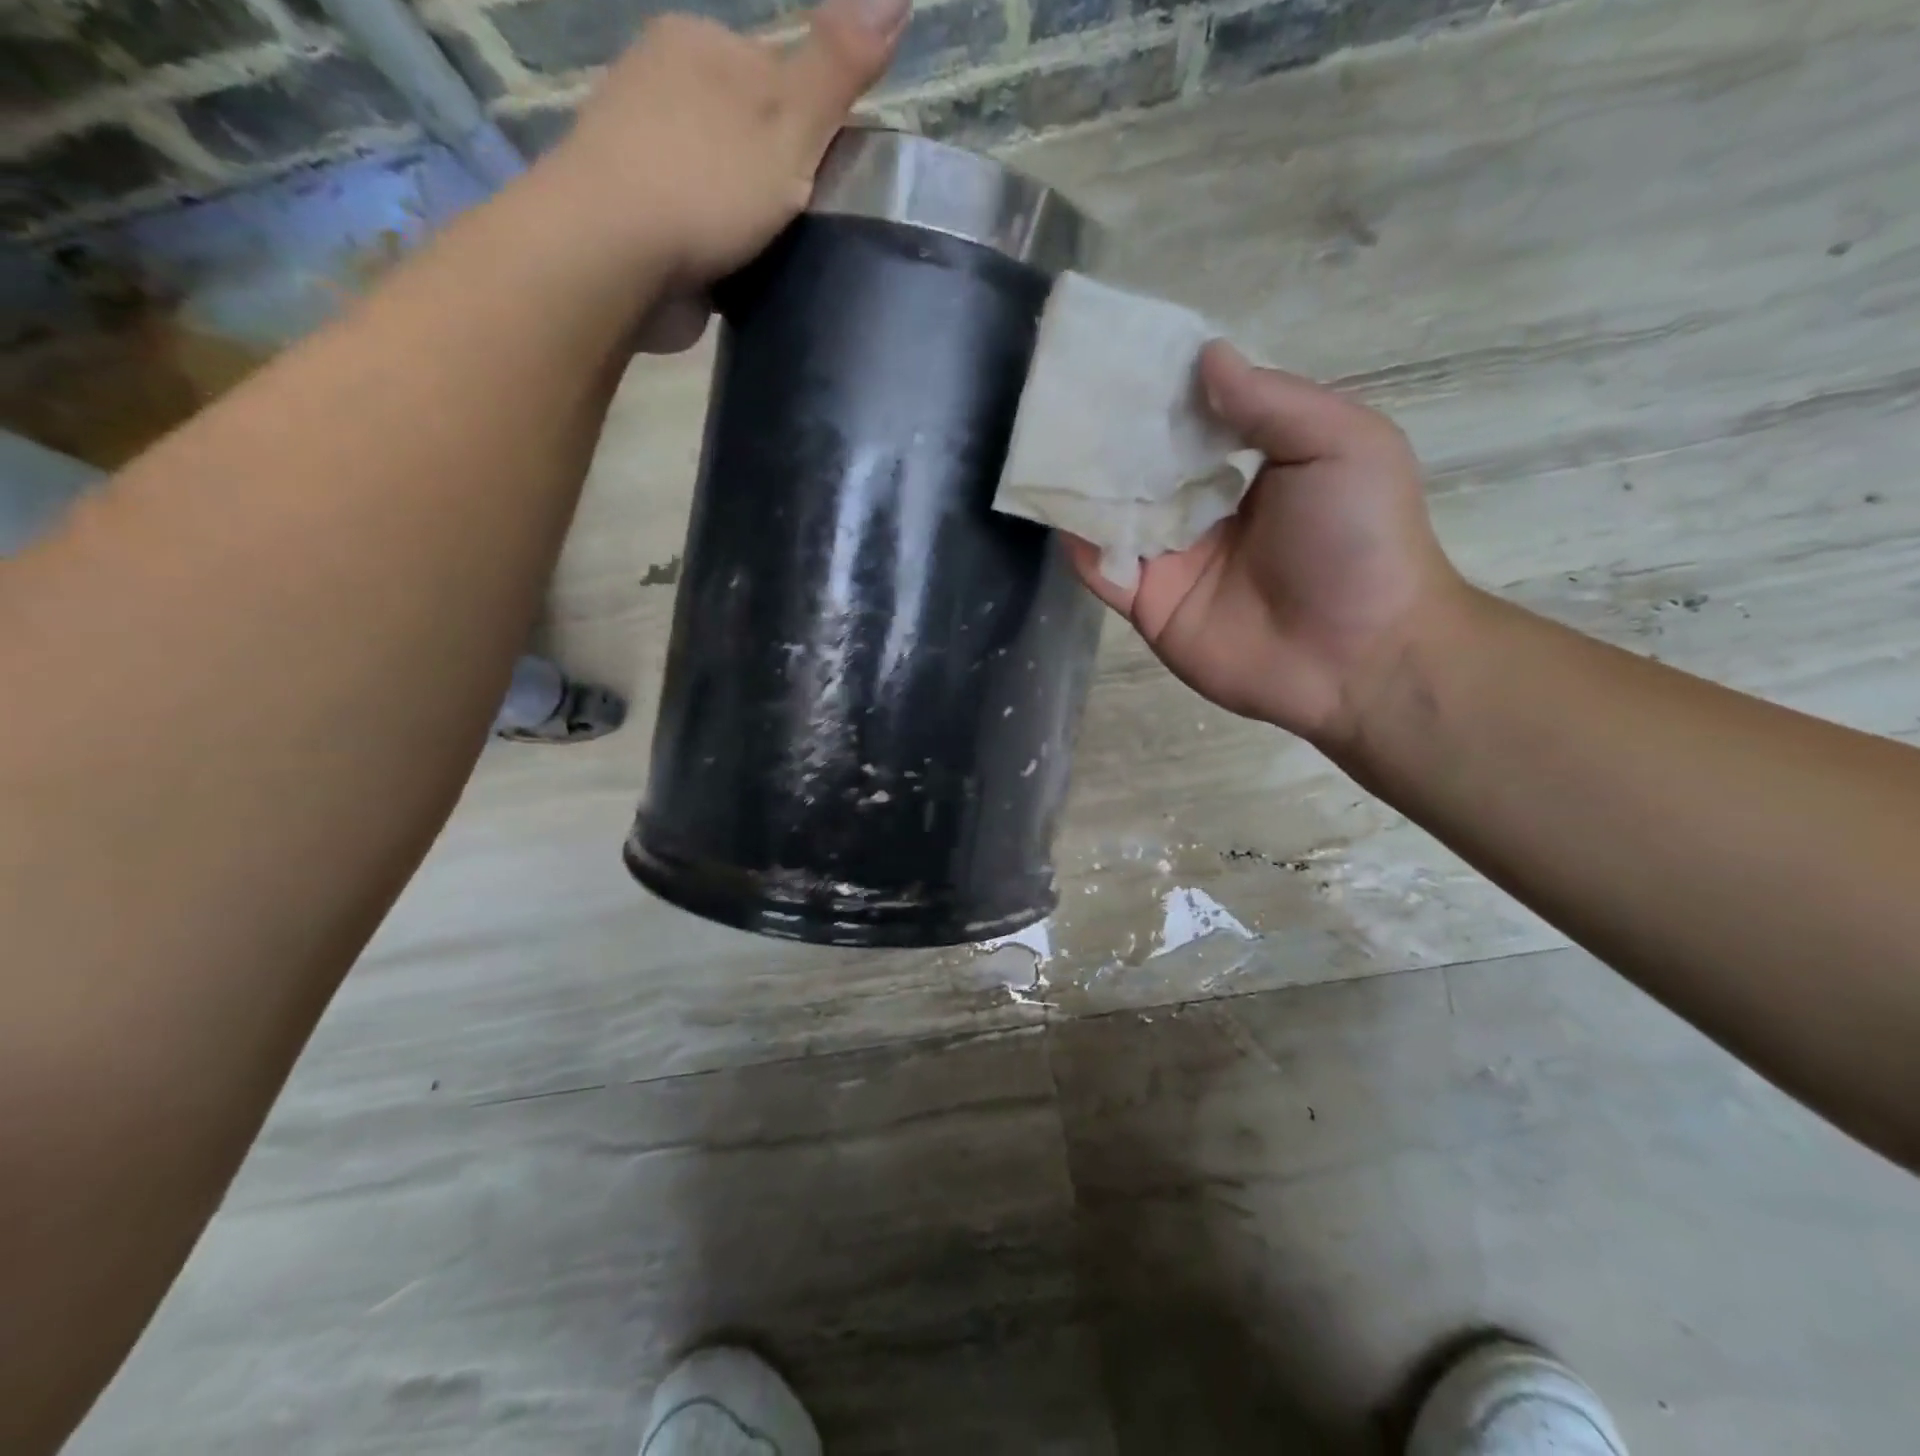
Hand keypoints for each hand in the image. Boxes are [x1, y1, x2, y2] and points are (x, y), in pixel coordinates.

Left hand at [541, 0, 907, 350]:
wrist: (612, 254)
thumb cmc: (708, 184)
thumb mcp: (790, 120)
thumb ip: (838, 66)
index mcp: (701, 43)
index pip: (779, 76)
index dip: (814, 130)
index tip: (830, 184)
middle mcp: (660, 81)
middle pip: (746, 128)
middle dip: (775, 172)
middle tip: (801, 227)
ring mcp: (638, 148)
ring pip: (717, 175)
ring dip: (743, 212)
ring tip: (767, 254)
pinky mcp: (630, 211)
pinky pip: (691, 218)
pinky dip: (713, 241)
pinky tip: (728, 269)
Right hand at [1067, 342, 1468, 748]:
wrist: (1357, 654)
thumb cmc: (1359, 540)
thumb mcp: (1340, 445)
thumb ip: (1272, 401)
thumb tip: (1205, 355)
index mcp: (1253, 468)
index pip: (1194, 421)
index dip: (1161, 391)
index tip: (1118, 357)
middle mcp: (1206, 511)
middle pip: (1146, 468)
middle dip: (1111, 436)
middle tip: (1066, 394)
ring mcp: (1175, 562)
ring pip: (1117, 517)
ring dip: (1086, 485)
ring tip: (1046, 442)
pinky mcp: (1151, 607)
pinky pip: (1105, 572)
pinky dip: (1081, 545)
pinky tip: (1060, 509)